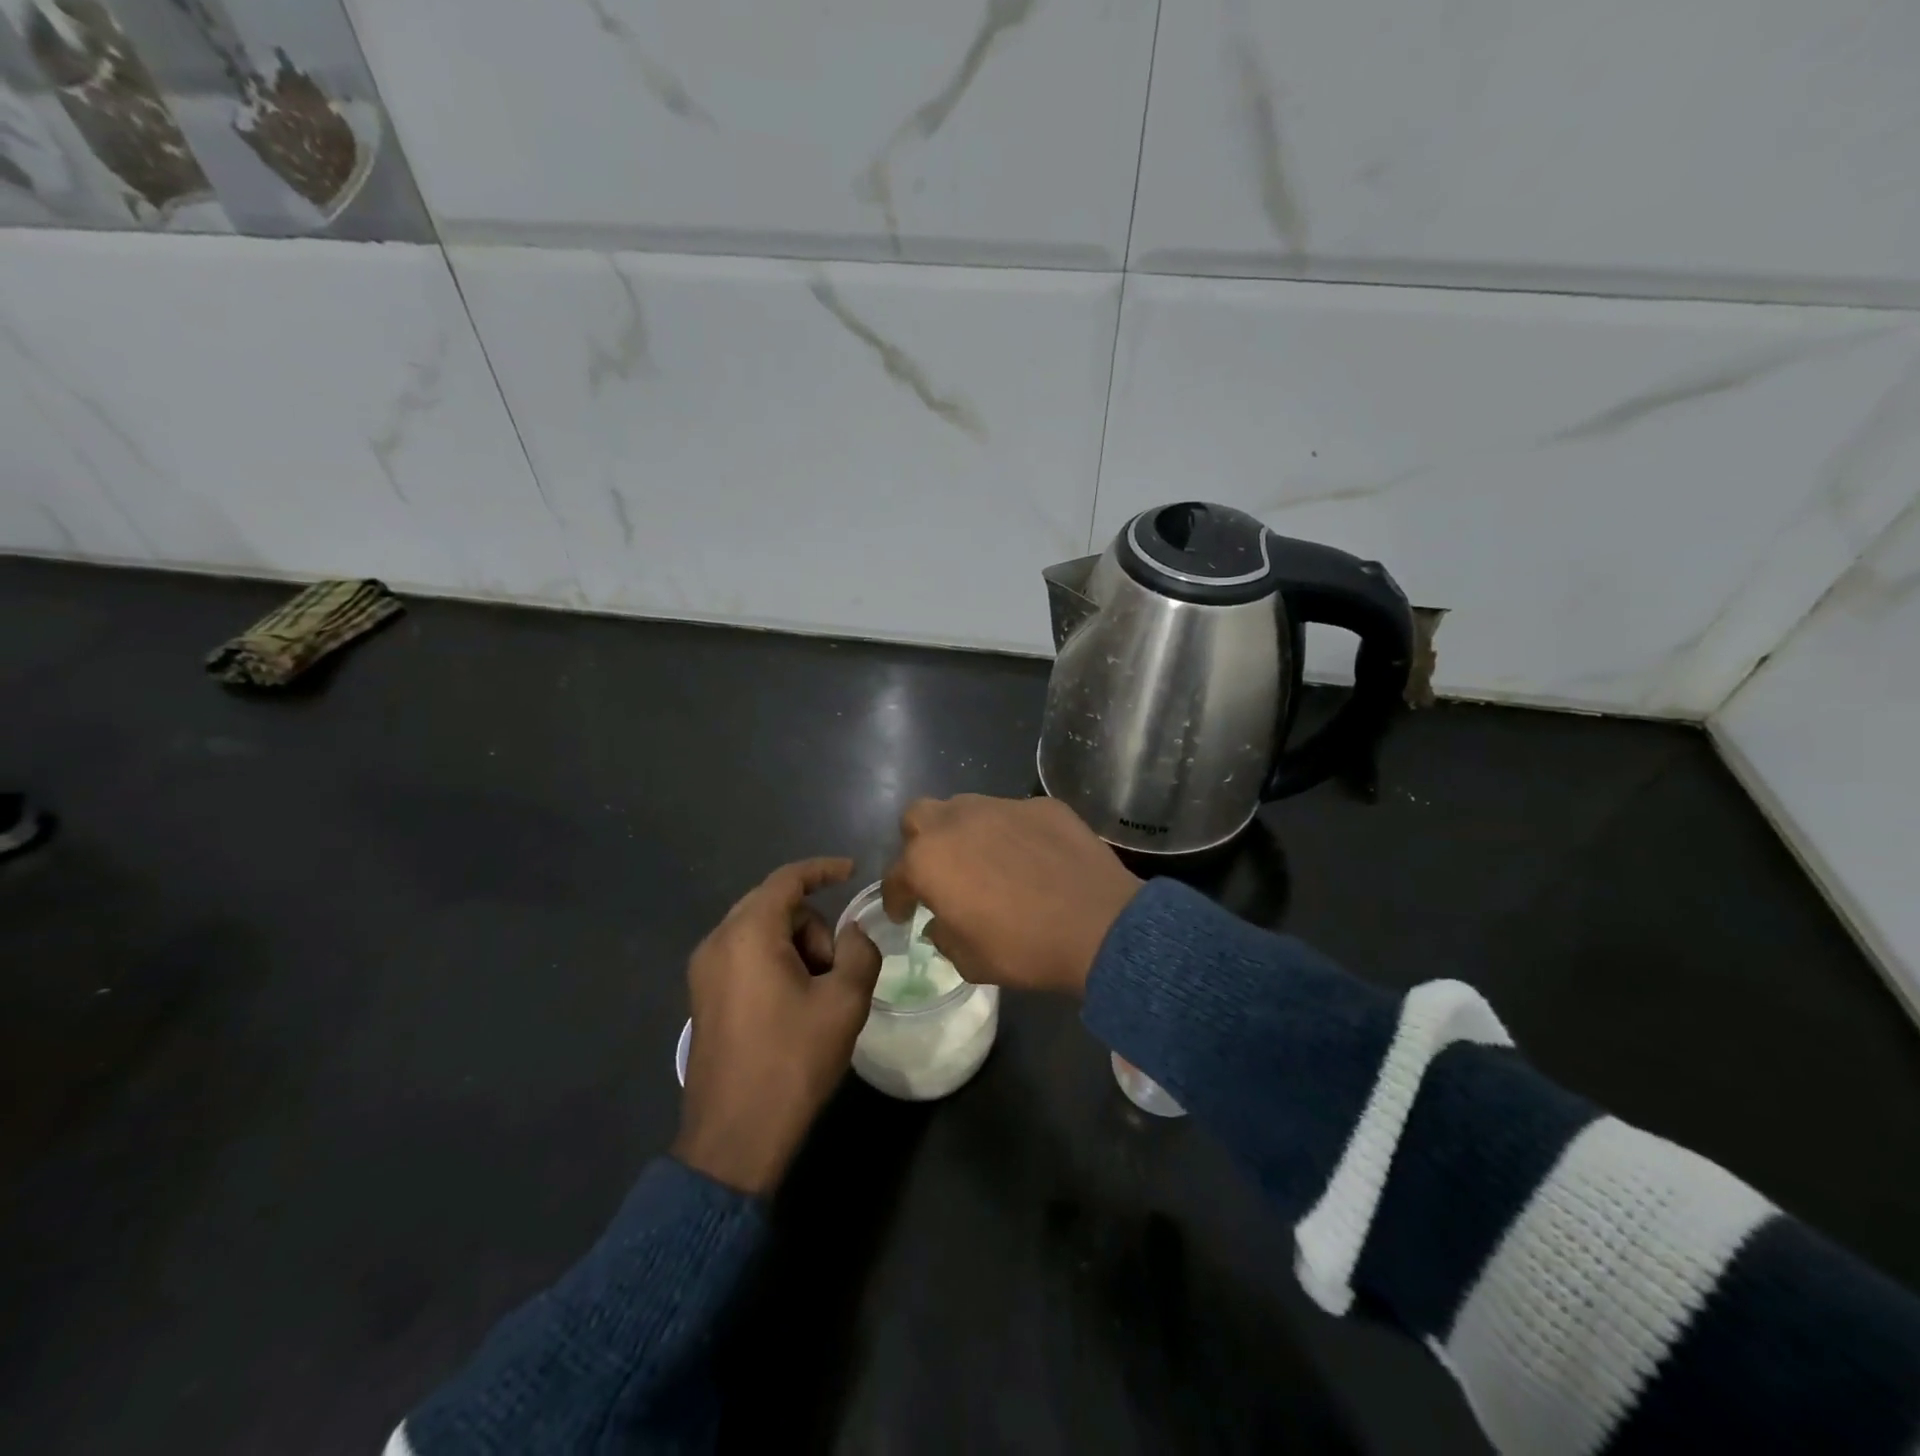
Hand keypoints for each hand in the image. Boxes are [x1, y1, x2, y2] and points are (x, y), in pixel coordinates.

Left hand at [673, 857, 880, 1195]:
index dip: (823, 869)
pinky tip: (794, 1003)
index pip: (788, 879)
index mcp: (748, 933)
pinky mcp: (703, 997)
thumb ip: (859, 952)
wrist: (733, 1139)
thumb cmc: (792, 1061)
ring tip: (817, 995)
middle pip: (774, 904)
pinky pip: (745, 956)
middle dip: (814, 924)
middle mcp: (718, 941)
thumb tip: (853, 934)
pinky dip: (775, 962)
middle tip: (838, 967)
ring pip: (760, 931)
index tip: (853, 872)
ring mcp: (704, 971)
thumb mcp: (844, 1002)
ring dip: (796, 947)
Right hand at [881, 795, 1140, 997]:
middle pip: (918, 817)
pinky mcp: (1040, 805)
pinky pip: (1012, 814)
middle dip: (919, 842)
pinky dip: (1010, 833)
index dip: (897, 897)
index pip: (895, 875)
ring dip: (964, 832)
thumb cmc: (1024, 948)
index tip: (904, 913)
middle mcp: (957, 821)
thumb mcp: (970, 961)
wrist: (1099, 925)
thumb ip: (943, 936)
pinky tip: (1030, 857)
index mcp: (929, 860)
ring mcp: (1001, 806)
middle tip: (937, 872)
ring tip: (984, 859)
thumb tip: (940, 923)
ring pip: (965, 807)